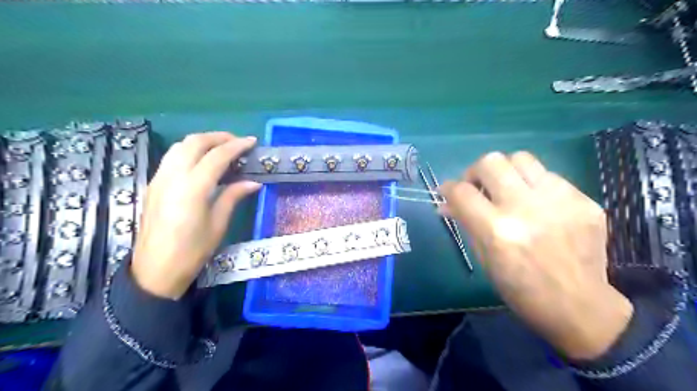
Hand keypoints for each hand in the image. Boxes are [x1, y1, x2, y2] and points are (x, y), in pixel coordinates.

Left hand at [131, 131, 260, 298]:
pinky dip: (190, 151)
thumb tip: (253, 182)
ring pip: (179, 146)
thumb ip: (233, 196)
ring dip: (202, 141)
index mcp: (193, 188)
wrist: (155, 271)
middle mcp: (172, 177)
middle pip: (194, 142)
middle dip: (218, 137)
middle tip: (238, 142)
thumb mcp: (218, 224)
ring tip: (221, 148)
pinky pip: (172, 157)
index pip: (217, 156)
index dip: (236, 146)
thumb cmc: (192, 251)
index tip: (252, 142)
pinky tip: (202, 162)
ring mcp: (159, 179)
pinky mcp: (153, 184)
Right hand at [444, 151, 635, 359]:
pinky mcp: (583, 200)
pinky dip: (533, 185)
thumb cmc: (521, 289)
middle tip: (478, 187)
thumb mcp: (484, 258)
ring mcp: (559, 201)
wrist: (579, 306)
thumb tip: (446, 203)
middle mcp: (526, 208)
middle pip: (491, 162)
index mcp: (497, 231)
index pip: (461, 191)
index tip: (448, 192)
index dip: (448, 188)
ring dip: (506, 171)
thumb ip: (466, 223)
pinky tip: (536, 203)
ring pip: (520, 158)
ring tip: (507, 189)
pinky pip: (548, 175)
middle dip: (475, 172)